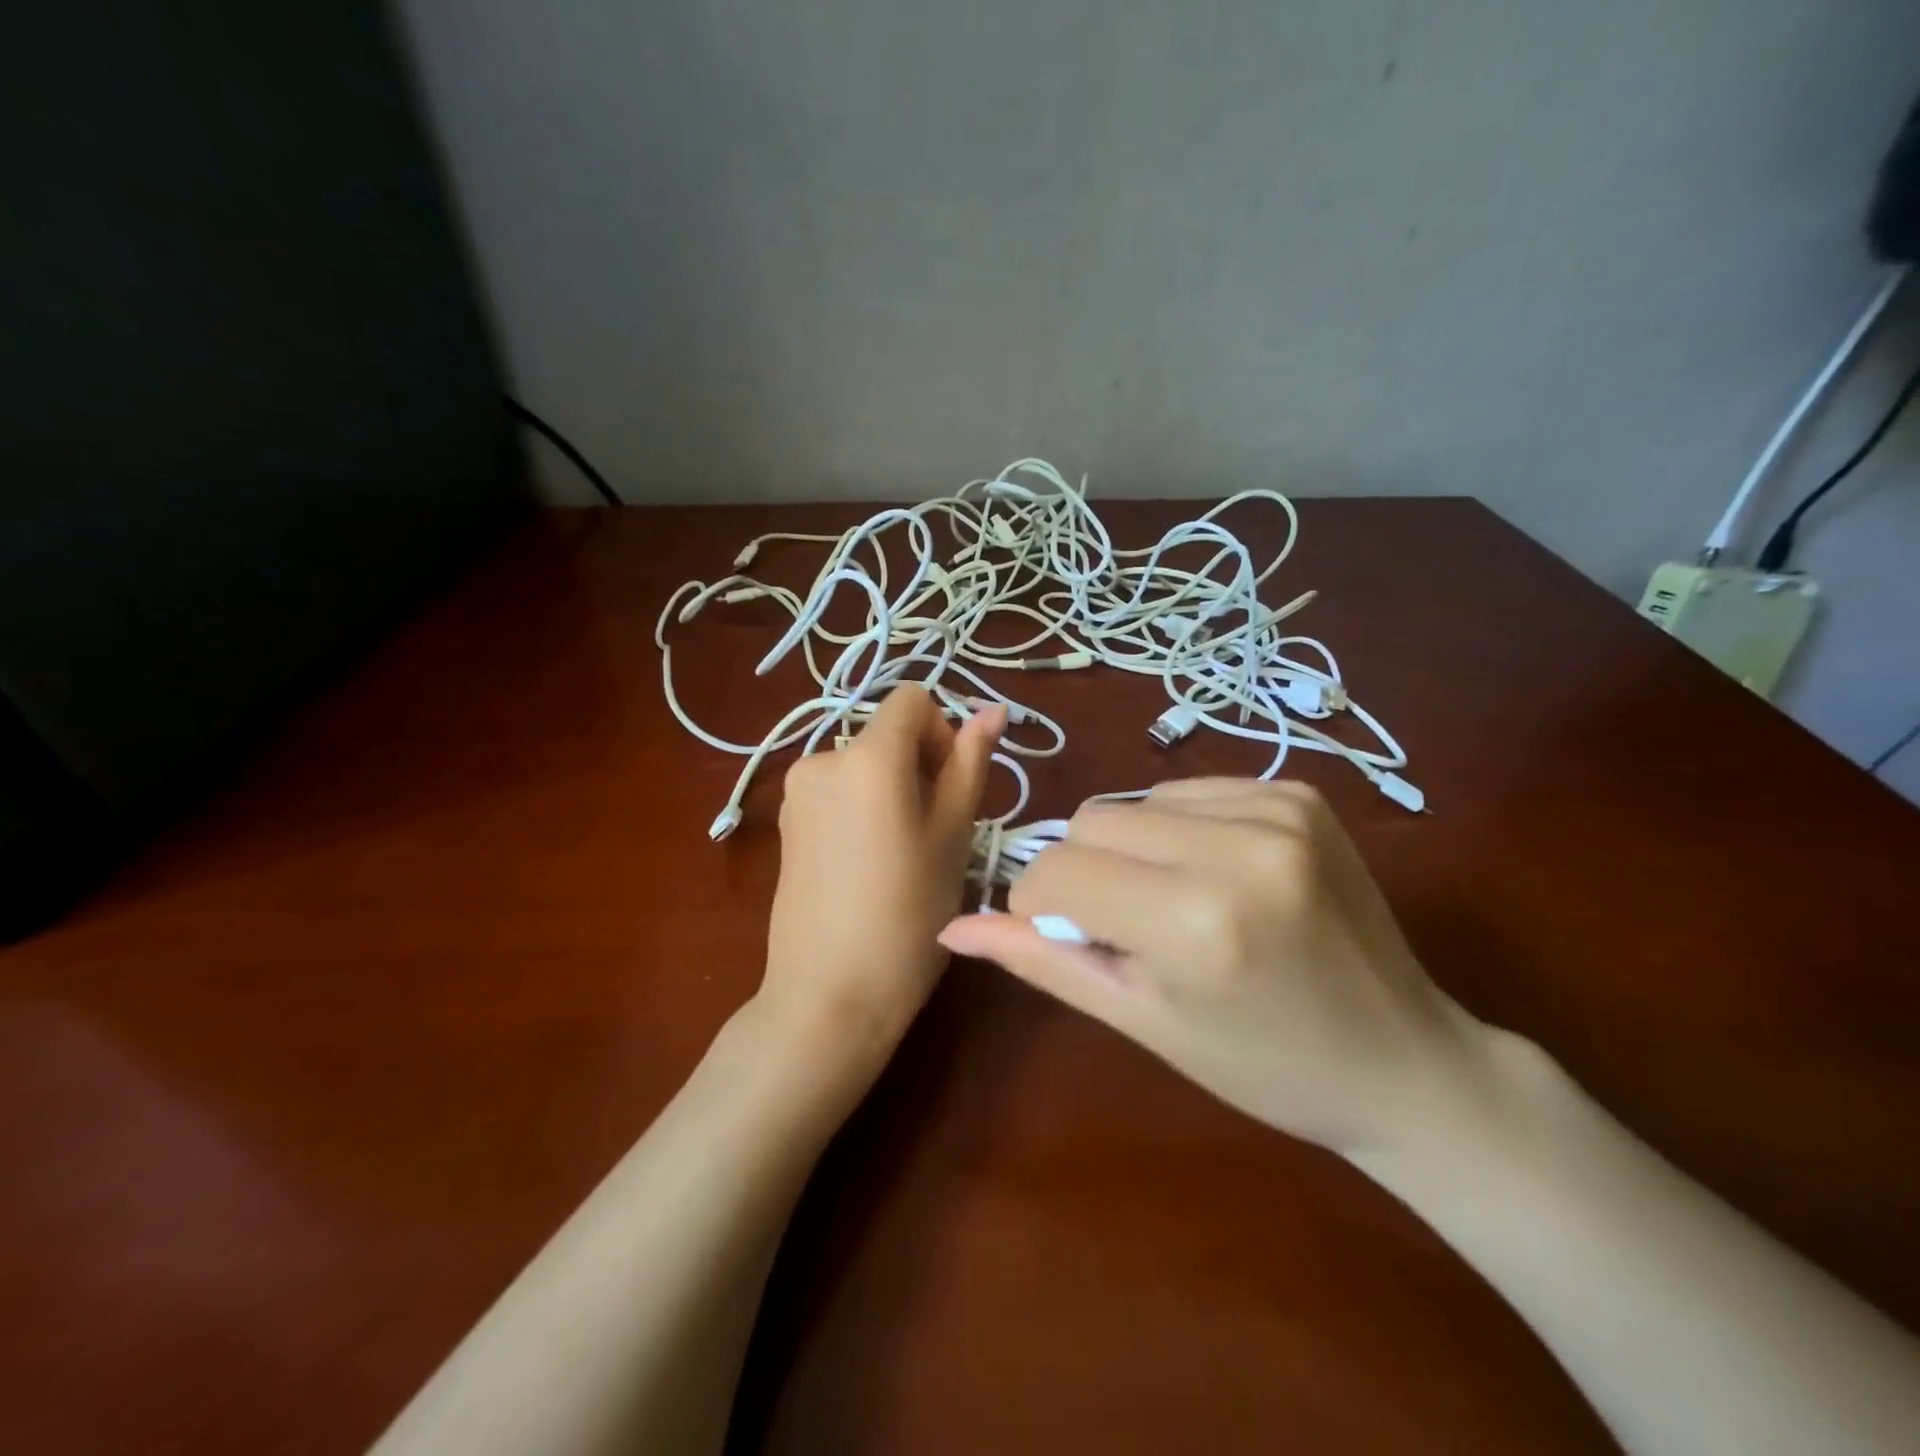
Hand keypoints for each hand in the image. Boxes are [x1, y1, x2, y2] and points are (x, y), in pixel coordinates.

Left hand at [759, 687, 1004, 1065]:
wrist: (829, 995)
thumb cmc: (909, 914)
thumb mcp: (952, 835)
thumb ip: (970, 763)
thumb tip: (992, 710)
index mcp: (866, 755)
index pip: (913, 699)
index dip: (943, 732)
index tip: (949, 789)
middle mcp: (821, 758)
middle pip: (886, 733)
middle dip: (918, 766)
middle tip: (934, 833)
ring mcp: (795, 792)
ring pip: (863, 764)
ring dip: (891, 789)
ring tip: (902, 854)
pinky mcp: (784, 823)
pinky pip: (837, 791)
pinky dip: (862, 808)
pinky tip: (868, 864)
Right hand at [939, 778, 1497, 1153]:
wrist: (1404, 1059)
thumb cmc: (1263, 1065)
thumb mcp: (1142, 1020)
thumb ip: (1043, 961)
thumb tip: (952, 927)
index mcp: (1195, 922)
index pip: (1058, 872)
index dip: (1042, 906)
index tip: (1068, 939)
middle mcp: (1238, 847)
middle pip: (1091, 822)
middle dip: (1085, 873)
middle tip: (1129, 928)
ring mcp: (1277, 809)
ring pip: (1134, 800)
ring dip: (1132, 849)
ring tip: (1177, 903)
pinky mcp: (1299, 791)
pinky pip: (1188, 790)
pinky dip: (1178, 829)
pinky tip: (1216, 875)